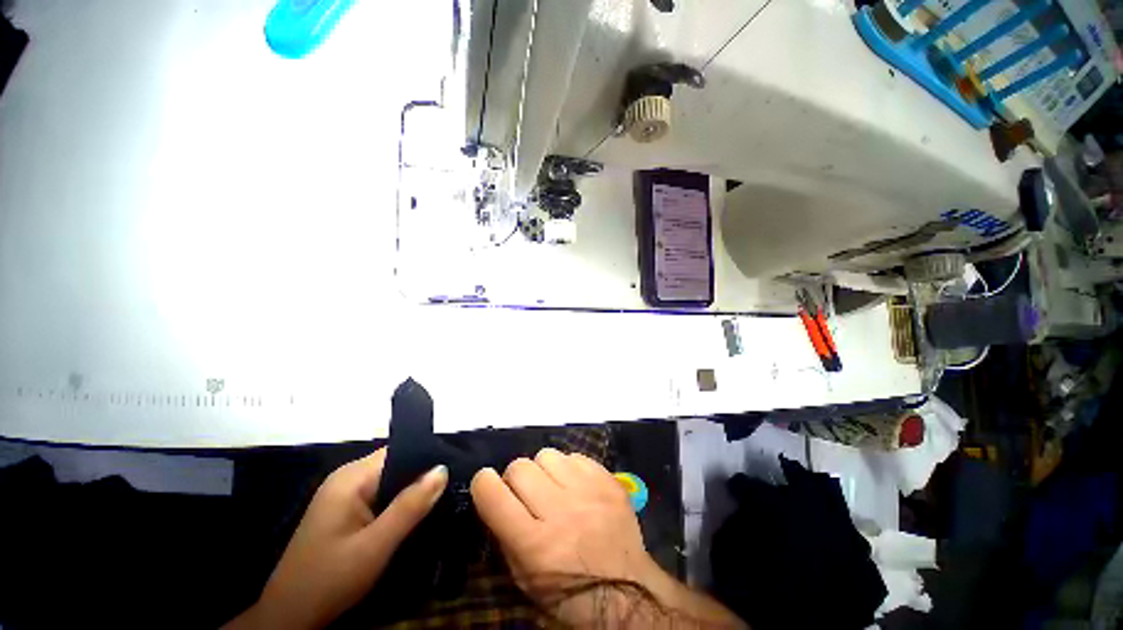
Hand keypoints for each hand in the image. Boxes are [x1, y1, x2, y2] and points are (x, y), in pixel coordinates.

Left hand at [226, 448, 447, 629]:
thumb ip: (409, 506)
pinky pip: (382, 495)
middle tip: (453, 486)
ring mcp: (345, 495)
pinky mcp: (346, 510)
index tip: (455, 468)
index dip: (428, 457)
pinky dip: (400, 502)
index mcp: (351, 478)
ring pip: (391, 481)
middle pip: (396, 464)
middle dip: (423, 475)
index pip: (399, 451)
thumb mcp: (375, 546)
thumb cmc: (329, 579)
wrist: (289, 618)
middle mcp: (347, 478)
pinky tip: (416, 513)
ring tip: (442, 498)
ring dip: (413, 490)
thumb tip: (443, 469)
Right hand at [471, 448, 743, 627]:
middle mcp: (558, 510)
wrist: (629, 594)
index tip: (488, 485)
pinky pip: (574, 455)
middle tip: (528, 492)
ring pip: (548, 454)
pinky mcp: (607, 480)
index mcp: (534, 544)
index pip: (493, 492)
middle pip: (522, 465)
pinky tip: (575, 483)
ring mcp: (586, 490)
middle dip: (518, 475)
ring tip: (553, 487)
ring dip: (545, 468)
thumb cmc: (573, 602)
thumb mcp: (528, 582)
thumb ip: (510, 534)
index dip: (486, 485)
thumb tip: (499, 499)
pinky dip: (568, 465)